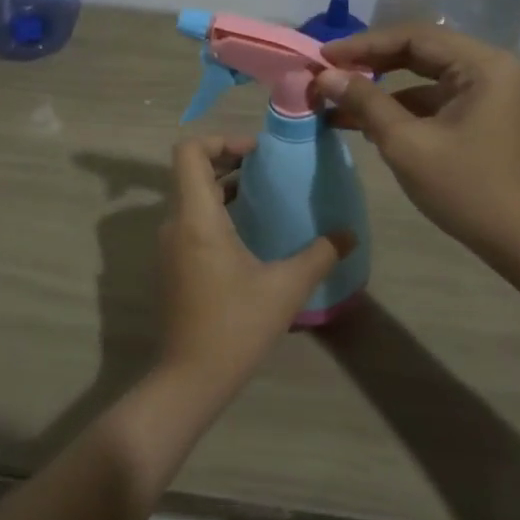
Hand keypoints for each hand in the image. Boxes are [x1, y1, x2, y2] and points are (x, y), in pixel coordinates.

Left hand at [157, 137, 351, 388]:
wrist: (190, 378)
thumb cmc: (235, 327)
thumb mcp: (286, 288)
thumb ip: (320, 255)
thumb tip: (349, 235)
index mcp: (196, 219)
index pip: (189, 152)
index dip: (220, 140)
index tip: (256, 153)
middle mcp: (175, 224)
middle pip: (190, 171)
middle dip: (228, 161)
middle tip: (267, 170)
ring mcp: (169, 246)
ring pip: (191, 197)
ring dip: (223, 188)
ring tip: (264, 196)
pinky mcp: (172, 265)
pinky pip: (191, 221)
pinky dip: (216, 212)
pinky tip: (250, 233)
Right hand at [314, 24, 519, 255]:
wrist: (519, 239)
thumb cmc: (465, 188)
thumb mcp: (406, 143)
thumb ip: (365, 102)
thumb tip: (325, 75)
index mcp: (481, 64)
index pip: (413, 36)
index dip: (364, 44)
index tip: (323, 56)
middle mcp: (488, 68)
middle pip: (418, 52)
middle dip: (369, 63)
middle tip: (327, 72)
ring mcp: (485, 92)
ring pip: (421, 77)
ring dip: (380, 88)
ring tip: (335, 100)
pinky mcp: (478, 116)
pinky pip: (431, 100)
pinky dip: (398, 108)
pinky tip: (363, 123)